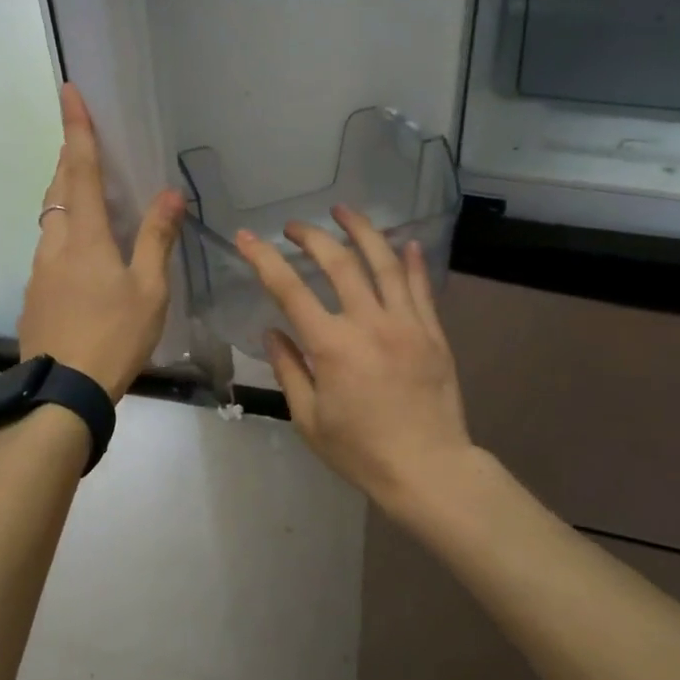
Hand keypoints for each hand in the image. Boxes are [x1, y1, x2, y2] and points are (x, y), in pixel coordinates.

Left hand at [19, 84, 183, 398]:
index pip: (81, 168)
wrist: (63, 394)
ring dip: (65, 195)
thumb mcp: (149, 289)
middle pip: (58, 188)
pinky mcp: (35, 295)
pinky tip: (82, 254)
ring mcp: (40, 271)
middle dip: (69, 158)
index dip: (77, 128)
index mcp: (85, 236)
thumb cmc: (114, 336)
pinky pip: (49, 247)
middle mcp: (55, 244)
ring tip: (86, 192)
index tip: (68, 90)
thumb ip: (157, 238)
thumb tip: (171, 193)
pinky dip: (64, 231)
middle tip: (83, 140)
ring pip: (50, 219)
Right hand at [236, 206, 473, 515]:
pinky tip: (405, 242)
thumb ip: (288, 369)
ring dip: (362, 231)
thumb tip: (272, 330)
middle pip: (339, 263)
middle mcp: (369, 323)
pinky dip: (411, 261)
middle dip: (312, 236)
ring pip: (384, 263)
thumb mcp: (309, 419)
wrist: (428, 469)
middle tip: (295, 226)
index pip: (290, 290)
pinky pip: (421, 287)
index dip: (264, 259)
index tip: (246, 237)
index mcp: (332, 346)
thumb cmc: (361, 451)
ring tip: (344, 211)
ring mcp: (406, 324)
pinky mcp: (433, 332)